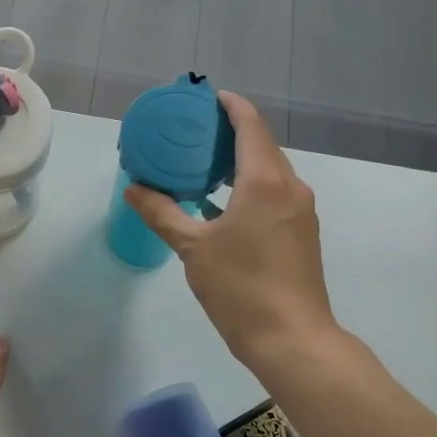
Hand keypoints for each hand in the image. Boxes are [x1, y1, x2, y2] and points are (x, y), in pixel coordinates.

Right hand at [125, 91, 336, 368]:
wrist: (292, 339)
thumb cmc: (241, 287)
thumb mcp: (192, 248)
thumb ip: (162, 212)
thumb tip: (134, 189)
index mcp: (265, 180)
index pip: (249, 124)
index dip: (229, 105)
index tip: (205, 98)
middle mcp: (290, 186)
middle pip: (261, 144)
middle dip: (230, 132)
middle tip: (192, 131)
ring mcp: (300, 210)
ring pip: (270, 170)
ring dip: (240, 160)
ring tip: (203, 164)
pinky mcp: (302, 232)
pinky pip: (275, 192)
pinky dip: (249, 185)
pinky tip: (222, 202)